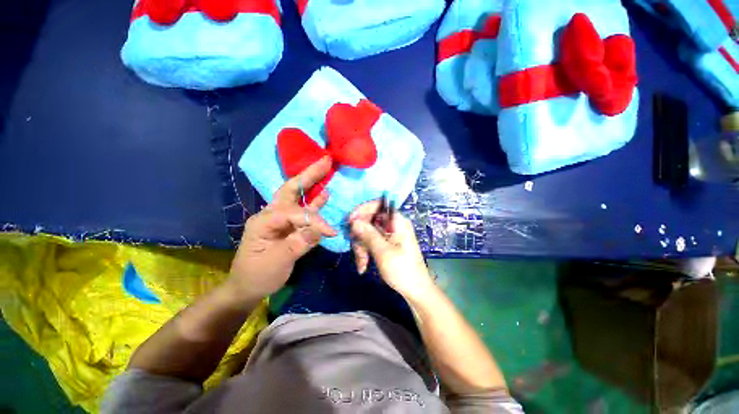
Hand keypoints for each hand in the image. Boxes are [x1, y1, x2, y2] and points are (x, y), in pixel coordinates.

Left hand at [229, 156, 336, 302]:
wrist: (248, 287)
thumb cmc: (258, 275)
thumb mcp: (278, 262)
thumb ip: (300, 243)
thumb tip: (322, 229)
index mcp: (264, 221)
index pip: (295, 213)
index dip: (314, 221)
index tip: (330, 233)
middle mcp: (271, 214)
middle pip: (291, 188)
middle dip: (309, 174)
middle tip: (325, 161)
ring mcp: (280, 219)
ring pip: (297, 195)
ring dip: (311, 182)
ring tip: (325, 169)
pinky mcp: (288, 225)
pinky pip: (303, 210)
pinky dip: (314, 202)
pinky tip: (324, 194)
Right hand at [349, 200, 433, 299]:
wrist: (415, 290)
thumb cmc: (402, 270)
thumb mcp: (383, 252)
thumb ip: (368, 234)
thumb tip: (354, 221)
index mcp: (397, 221)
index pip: (377, 205)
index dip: (362, 210)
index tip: (350, 222)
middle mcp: (393, 225)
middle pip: (369, 220)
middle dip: (360, 236)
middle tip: (357, 250)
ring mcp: (389, 235)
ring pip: (367, 232)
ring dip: (361, 247)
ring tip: (362, 264)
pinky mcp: (386, 244)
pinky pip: (370, 242)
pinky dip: (365, 252)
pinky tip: (363, 266)